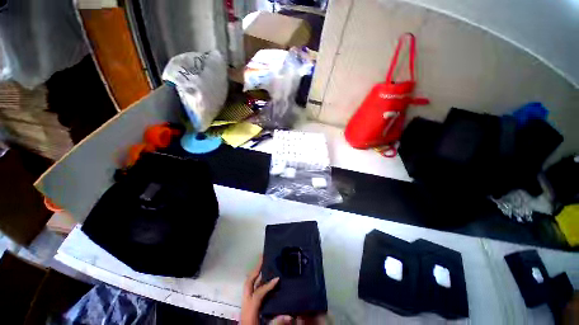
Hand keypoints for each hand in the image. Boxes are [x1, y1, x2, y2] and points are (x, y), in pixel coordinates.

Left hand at [240, 255, 290, 324]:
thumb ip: (276, 323)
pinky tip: (264, 280)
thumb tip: (290, 315)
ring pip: (248, 285)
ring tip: (264, 264)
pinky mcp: (247, 306)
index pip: (258, 293)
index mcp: (249, 310)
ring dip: (256, 274)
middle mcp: (245, 304)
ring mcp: (245, 304)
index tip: (278, 278)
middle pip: (248, 283)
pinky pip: (251, 290)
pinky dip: (257, 282)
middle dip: (255, 270)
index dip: (268, 285)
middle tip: (263, 258)